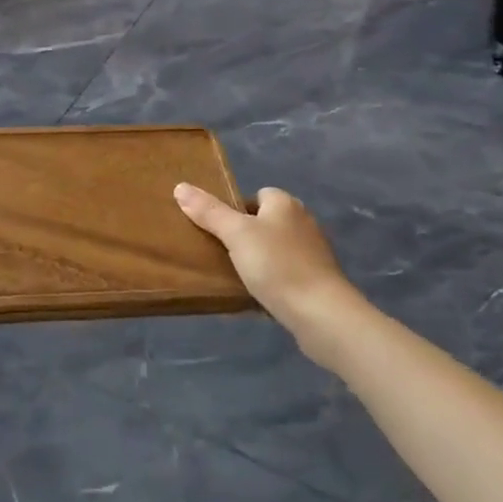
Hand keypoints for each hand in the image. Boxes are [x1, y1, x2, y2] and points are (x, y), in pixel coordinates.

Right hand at [174, 183, 360, 334]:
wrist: (322, 315)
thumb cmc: (277, 265)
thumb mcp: (236, 234)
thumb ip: (209, 211)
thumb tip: (180, 186)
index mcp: (285, 204)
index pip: (258, 195)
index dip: (237, 208)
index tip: (219, 229)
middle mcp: (303, 222)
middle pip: (266, 222)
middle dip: (246, 235)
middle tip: (221, 252)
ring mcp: (313, 253)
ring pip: (276, 249)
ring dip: (259, 260)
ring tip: (235, 276)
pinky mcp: (318, 281)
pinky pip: (286, 274)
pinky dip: (273, 281)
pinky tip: (258, 296)